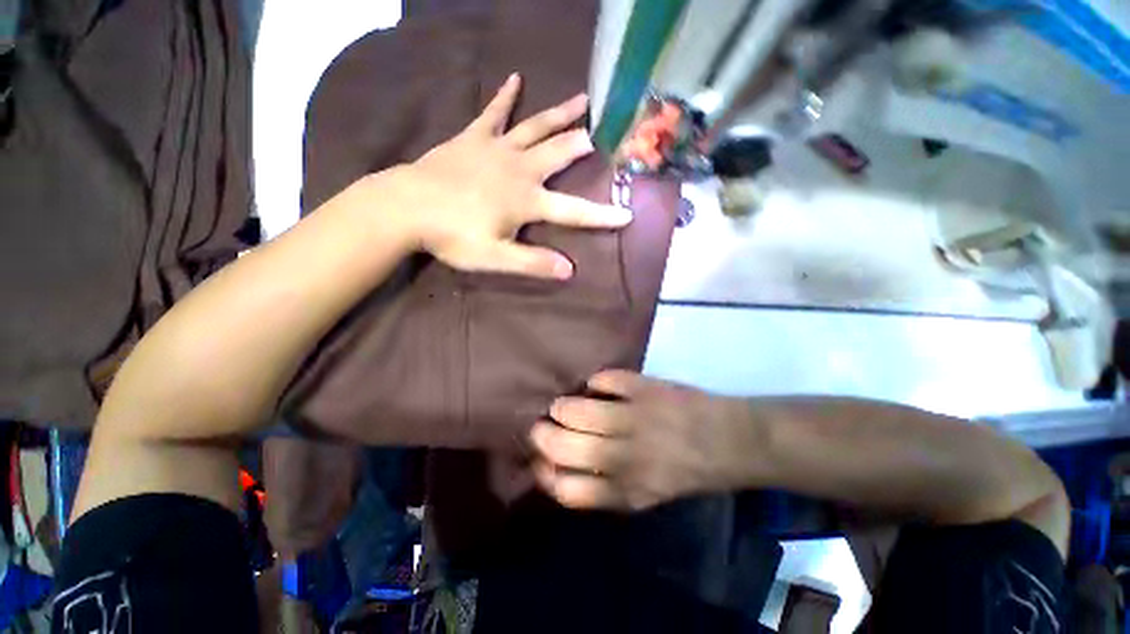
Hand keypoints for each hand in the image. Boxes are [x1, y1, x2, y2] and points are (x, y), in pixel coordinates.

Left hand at [386, 73, 631, 279]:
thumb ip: (533, 263)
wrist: (407, 206)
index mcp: (527, 201)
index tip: (627, 214)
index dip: (602, 216)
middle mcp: (519, 169)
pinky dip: (504, 96)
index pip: (574, 211)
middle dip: (582, 146)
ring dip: (560, 114)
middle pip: (558, 154)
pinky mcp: (473, 138)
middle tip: (602, 136)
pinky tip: (514, 79)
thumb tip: (569, 270)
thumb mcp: (495, 258)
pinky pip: (492, 113)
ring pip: (535, 127)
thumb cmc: (453, 236)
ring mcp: (496, 149)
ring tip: (582, 100)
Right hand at [530, 371, 756, 510]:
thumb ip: (604, 486)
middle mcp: (625, 458)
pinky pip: (604, 380)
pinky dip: (595, 381)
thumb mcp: (645, 496)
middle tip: (542, 423)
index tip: (540, 458)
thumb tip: (559, 465)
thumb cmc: (684, 471)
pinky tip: (597, 386)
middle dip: (542, 434)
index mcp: (625, 491)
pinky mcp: (645, 389)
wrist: (728, 441)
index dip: (543, 472)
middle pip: (563, 446)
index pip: (566, 489)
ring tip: (564, 403)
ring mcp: (635, 419)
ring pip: (576, 410)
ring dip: (562, 405)